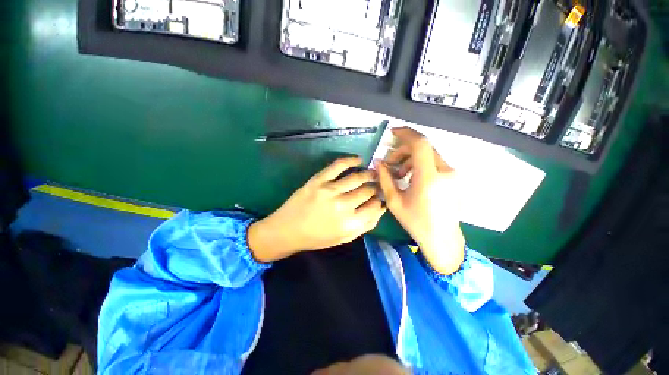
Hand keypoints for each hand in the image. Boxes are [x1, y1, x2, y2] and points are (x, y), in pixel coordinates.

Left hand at [248, 157, 385, 262]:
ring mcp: (330, 190)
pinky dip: (351, 160)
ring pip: (357, 177)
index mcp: (349, 224)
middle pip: (368, 191)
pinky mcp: (318, 180)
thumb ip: (364, 226)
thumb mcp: (343, 238)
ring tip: (372, 173)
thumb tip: (380, 208)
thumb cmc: (316, 238)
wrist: (287, 230)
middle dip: (375, 187)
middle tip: (376, 185)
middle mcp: (342, 206)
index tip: (378, 198)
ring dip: (368, 174)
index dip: (379, 201)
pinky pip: (339, 165)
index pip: (375, 207)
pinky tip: (358, 160)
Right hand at [375, 127, 464, 274]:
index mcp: (429, 178)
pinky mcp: (454, 178)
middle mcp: (445, 172)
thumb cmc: (416, 222)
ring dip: (411, 159)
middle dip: (403, 151)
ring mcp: (452, 174)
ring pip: (429, 155)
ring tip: (399, 174)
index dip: (406, 134)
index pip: (420, 144)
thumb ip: (385, 179)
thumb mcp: (394, 201)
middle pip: (423, 148)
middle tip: (390, 164)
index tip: (392, 133)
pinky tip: (411, 178)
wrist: (442, 239)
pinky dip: (420, 165)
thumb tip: (377, 162)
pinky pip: (434, 163)